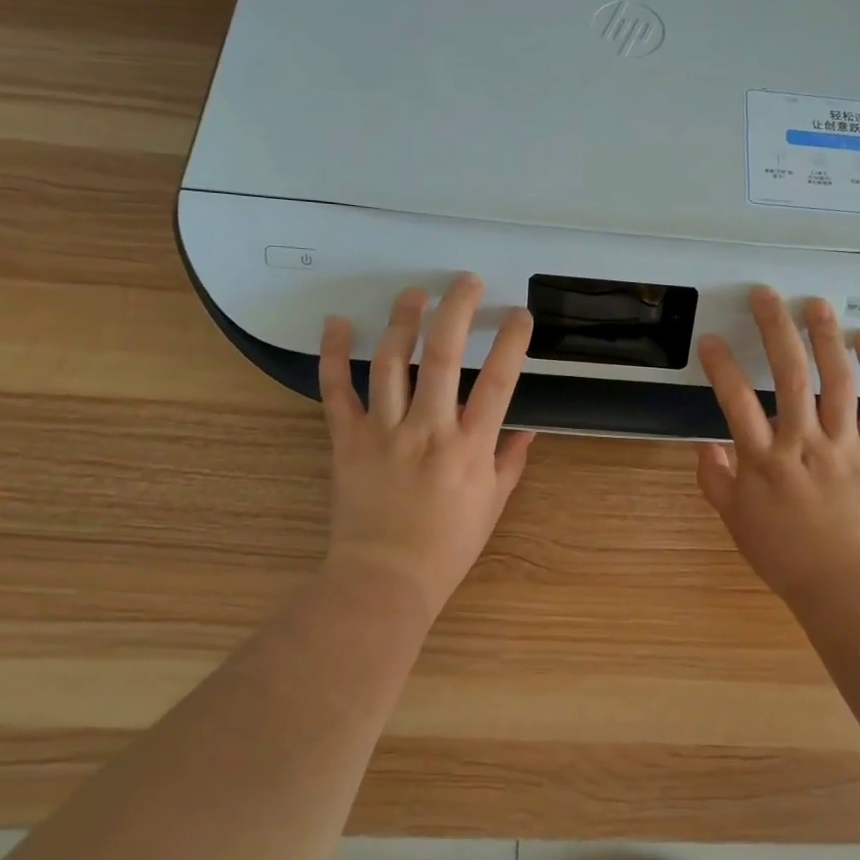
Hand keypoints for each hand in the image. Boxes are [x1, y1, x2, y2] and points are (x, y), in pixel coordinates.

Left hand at [318, 274, 534, 616]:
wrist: (384, 579)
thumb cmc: (447, 546)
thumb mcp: (493, 504)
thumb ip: (511, 461)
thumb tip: (527, 427)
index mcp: (471, 447)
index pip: (499, 381)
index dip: (511, 341)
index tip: (518, 314)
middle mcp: (429, 430)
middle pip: (443, 355)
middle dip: (457, 309)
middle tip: (465, 281)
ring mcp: (384, 432)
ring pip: (391, 362)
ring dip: (402, 320)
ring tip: (413, 293)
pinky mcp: (347, 440)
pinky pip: (335, 391)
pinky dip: (331, 354)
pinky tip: (335, 323)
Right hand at [696, 287, 859, 599]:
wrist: (845, 583)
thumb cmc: (785, 554)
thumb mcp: (736, 521)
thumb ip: (714, 480)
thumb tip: (702, 445)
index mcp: (764, 460)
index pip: (735, 402)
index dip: (721, 366)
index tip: (712, 339)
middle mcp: (803, 443)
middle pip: (789, 376)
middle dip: (775, 330)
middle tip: (766, 295)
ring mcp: (844, 444)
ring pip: (836, 380)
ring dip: (825, 337)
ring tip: (815, 304)